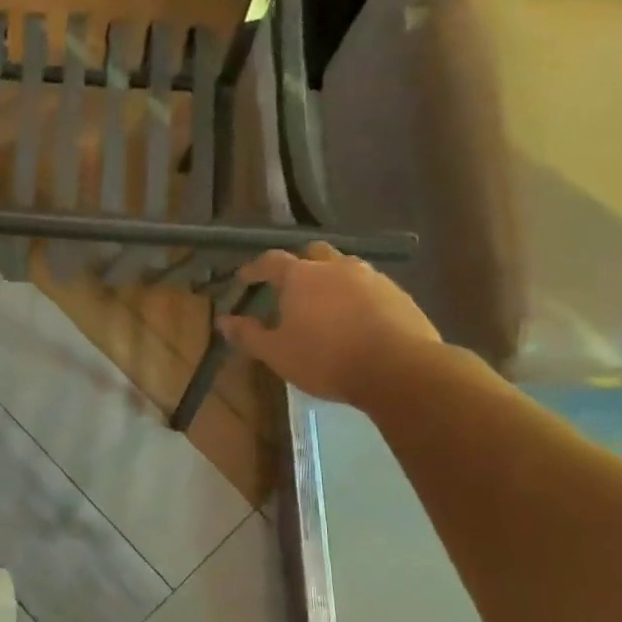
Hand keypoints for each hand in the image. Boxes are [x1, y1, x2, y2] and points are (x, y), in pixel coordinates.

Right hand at [216, 244, 441, 407]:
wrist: (398, 369)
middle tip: (290, 284)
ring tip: (325, 301)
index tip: (245, 277)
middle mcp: (336, 267)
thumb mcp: (277, 353)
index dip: (255, 268)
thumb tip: (222, 321)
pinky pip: (370, 285)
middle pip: (313, 253)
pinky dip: (357, 294)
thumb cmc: (326, 359)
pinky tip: (356, 317)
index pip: (271, 261)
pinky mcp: (399, 294)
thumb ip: (248, 334)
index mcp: (301, 276)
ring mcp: (372, 277)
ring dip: (331, 277)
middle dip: (299, 263)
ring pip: (345, 267)